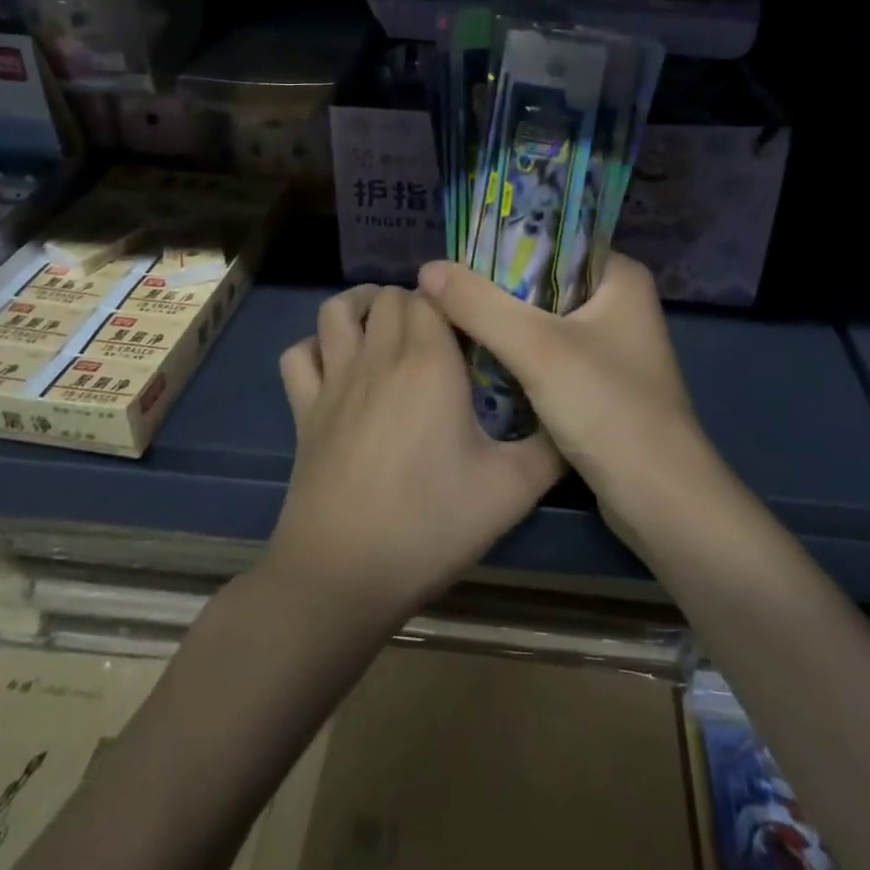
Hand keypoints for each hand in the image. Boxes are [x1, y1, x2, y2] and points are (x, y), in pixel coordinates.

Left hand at [267, 284, 562, 623]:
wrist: (344, 574)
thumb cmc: (432, 524)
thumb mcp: (512, 490)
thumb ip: (552, 447)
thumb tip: (572, 418)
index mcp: (429, 361)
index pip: (435, 296)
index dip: (453, 301)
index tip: (473, 327)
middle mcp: (379, 356)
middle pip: (389, 297)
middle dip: (415, 302)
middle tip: (439, 335)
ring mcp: (334, 381)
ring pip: (336, 311)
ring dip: (360, 306)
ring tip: (384, 325)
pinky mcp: (303, 410)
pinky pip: (297, 356)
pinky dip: (315, 347)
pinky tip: (336, 364)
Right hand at [416, 255, 717, 522]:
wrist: (659, 500)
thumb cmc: (607, 407)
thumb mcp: (536, 348)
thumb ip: (479, 305)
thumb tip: (427, 269)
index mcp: (619, 276)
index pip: (553, 240)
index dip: (502, 245)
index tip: (454, 255)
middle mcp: (618, 303)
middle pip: (543, 281)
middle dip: (495, 288)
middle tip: (442, 289)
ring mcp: (610, 345)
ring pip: (542, 320)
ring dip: (502, 324)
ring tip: (449, 317)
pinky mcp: (598, 382)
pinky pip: (547, 354)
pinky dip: (516, 355)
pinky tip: (477, 358)